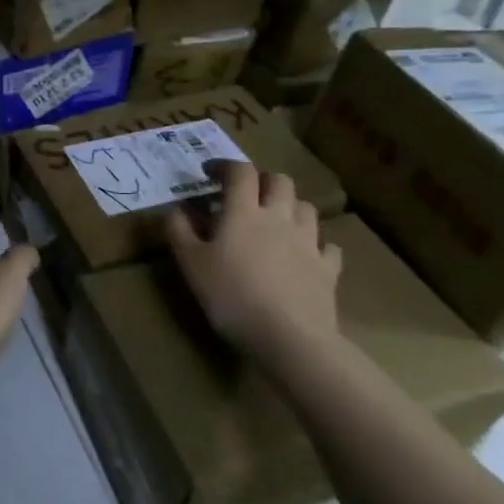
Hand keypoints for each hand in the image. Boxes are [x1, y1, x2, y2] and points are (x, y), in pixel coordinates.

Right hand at [163, 161, 342, 365]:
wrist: (288, 337)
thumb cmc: (231, 295)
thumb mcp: (190, 263)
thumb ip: (179, 230)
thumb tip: (176, 208)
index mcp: (244, 211)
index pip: (240, 171)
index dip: (224, 165)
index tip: (209, 173)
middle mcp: (279, 217)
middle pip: (280, 181)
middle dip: (262, 181)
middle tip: (246, 195)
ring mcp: (309, 242)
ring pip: (306, 208)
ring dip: (290, 207)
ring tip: (275, 222)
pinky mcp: (328, 269)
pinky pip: (328, 247)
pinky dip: (317, 245)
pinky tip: (306, 256)